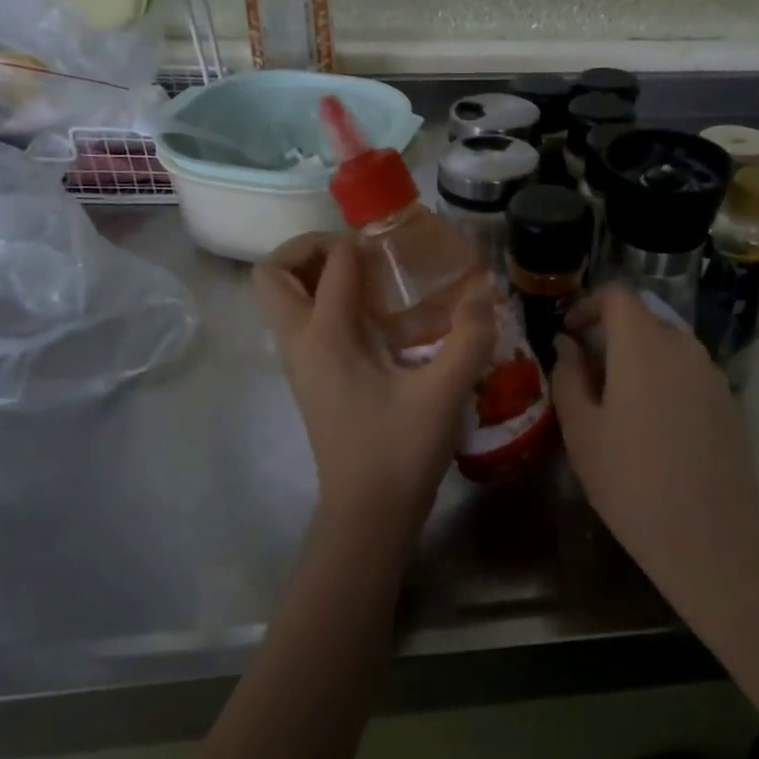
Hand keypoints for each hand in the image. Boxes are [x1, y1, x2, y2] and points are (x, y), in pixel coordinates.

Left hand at [253, 232, 495, 543]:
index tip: (397, 247)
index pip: (333, 264)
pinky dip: (324, 303)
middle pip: (274, 274)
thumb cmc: (400, 450)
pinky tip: (374, 320)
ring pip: (281, 300)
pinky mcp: (309, 379)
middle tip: (359, 254)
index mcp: (325, 337)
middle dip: (309, 249)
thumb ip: (470, 336)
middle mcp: (300, 343)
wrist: (367, 514)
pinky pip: (301, 322)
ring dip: (313, 276)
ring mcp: (299, 364)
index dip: (362, 244)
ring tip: (368, 280)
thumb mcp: (445, 392)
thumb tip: (484, 289)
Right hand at [551, 287, 758, 582]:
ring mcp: (712, 374)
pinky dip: (666, 380)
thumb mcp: (582, 430)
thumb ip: (568, 376)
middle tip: (588, 374)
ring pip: (669, 346)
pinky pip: (690, 372)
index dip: (589, 305)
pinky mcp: (729, 401)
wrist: (708, 535)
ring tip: (620, 402)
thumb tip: (566, 344)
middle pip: (644, 319)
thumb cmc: (630, 480)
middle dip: (612, 335)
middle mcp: (683, 347)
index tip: (570, 332)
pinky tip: (656, 425)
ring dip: (641, 358)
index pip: (618, 296)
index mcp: (643, 346)